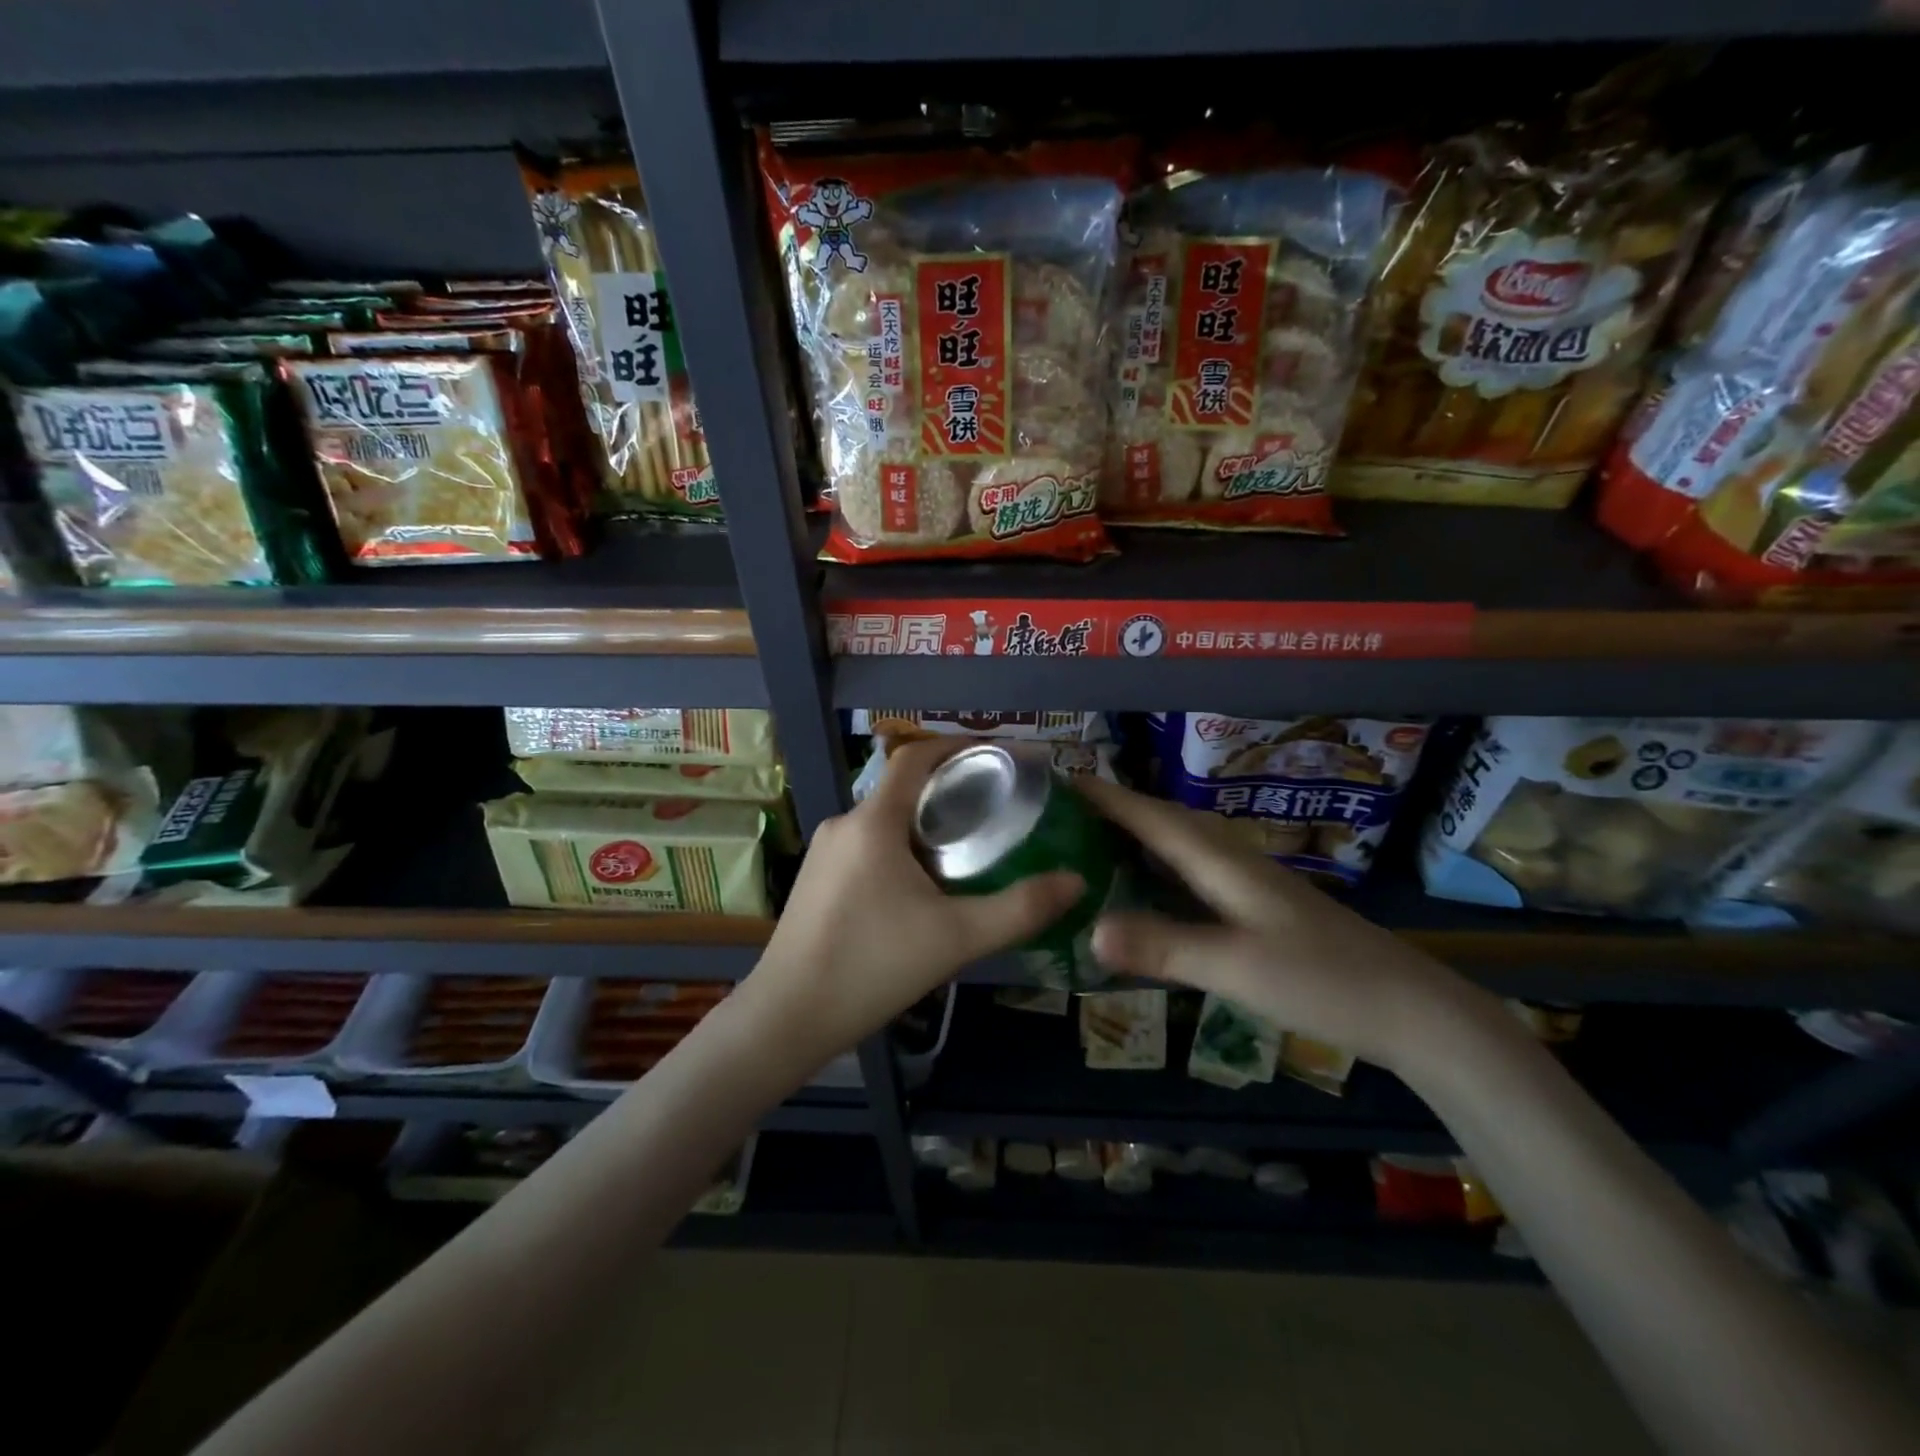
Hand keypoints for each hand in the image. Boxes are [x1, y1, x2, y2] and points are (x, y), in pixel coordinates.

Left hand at [747, 737, 1084, 1059]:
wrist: (787, 1019)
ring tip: (969, 849)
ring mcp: (824, 853)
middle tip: (998, 810)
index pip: (915, 756)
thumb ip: (1020, 909)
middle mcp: (844, 823)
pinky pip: (867, 845)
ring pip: (885, 820)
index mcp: (873, 821)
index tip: (999, 755)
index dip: (958, 745)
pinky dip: (901, 848)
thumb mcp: (956, 938)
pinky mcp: (815, 880)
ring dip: (925, 824)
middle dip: (951, 791)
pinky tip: (923, 887)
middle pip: (903, 788)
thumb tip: (1076, 881)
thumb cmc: (872, 966)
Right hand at [1076, 777, 1493, 1075]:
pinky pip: (1194, 873)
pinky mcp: (1259, 908)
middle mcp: (1232, 860)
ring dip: (1137, 835)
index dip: (1105, 796)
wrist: (1412, 1010)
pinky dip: (1160, 869)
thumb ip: (1163, 946)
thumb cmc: (1323, 980)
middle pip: (1164, 821)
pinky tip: (1149, 888)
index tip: (1058, 780)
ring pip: (1181, 845)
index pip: (1151, 816)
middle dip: (1115, 809)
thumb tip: (1089, 930)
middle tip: (1064, 814)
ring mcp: (1249, 883)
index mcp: (1221, 861)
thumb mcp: (1236, 966)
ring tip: (1093, 842)